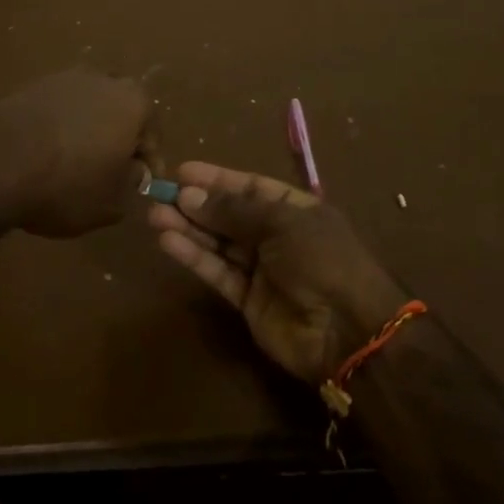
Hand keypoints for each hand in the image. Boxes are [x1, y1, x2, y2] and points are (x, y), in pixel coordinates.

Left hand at [0, 69, 157, 237]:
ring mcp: (62, 77)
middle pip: (119, 113)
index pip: (152, 136)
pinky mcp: (29, 85)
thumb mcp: (111, 203)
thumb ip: (131, 184)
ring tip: (72, 164)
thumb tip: (132, 172)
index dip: (148, 165)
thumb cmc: (66, 185)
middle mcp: (103, 80)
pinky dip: (56, 128)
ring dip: (85, 131)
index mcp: (134, 103)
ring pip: (86, 107)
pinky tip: (44, 154)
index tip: (141, 186)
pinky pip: (54, 109)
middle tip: (108, 171)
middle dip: (117, 139)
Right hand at [149, 162, 406, 383]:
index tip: (182, 171)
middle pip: (229, 215)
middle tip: (159, 194)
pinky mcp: (247, 301)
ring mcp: (262, 270)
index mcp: (295, 210)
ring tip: (154, 216)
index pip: (250, 187)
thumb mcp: (281, 222)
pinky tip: (168, 241)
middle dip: (196, 204)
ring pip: (218, 243)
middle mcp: (277, 237)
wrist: (349, 332)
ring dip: (188, 228)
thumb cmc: (322, 260)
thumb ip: (233, 210)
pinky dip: (194, 257)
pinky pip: (217, 272)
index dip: (217, 179)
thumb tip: (189, 194)